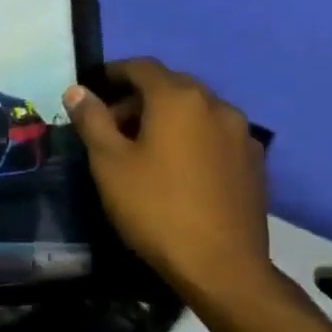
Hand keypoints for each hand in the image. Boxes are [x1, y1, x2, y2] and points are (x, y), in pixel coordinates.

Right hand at [63, 59, 269, 299]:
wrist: (220, 264)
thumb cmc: (154, 207)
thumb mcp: (108, 163)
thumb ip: (92, 120)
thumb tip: (77, 91)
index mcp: (179, 99)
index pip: (142, 67)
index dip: (113, 73)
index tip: (91, 90)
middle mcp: (216, 105)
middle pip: (171, 86)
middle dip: (138, 98)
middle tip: (110, 125)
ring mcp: (241, 133)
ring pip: (195, 111)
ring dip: (165, 118)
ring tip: (142, 149)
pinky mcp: (254, 161)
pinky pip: (214, 135)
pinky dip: (190, 138)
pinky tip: (176, 169)